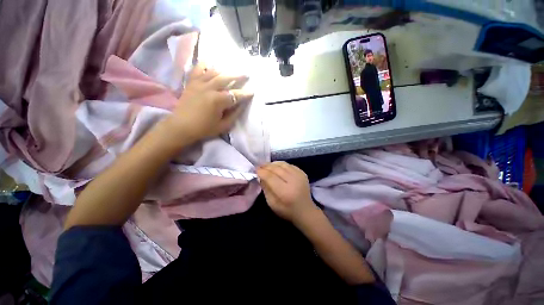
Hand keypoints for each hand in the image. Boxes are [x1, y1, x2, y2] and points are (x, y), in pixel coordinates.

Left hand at [162, 63, 253, 146]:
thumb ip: (234, 114)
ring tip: (232, 70)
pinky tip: (210, 63)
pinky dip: (204, 65)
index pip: (235, 95)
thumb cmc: (204, 129)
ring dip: (225, 70)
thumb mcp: (223, 126)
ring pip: (214, 72)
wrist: (181, 127)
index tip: (252, 92)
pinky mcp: (191, 83)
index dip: (245, 94)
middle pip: (226, 78)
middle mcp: (209, 88)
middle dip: (238, 76)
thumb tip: (242, 105)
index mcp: (218, 100)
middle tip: (246, 74)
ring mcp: (199, 84)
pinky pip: (198, 69)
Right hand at [257, 162, 318, 223]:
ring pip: (283, 164)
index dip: (262, 172)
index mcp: (284, 192)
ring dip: (273, 164)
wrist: (305, 210)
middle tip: (259, 165)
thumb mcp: (272, 204)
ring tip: (266, 165)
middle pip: (277, 169)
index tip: (256, 170)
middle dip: (266, 166)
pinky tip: (276, 167)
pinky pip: (289, 165)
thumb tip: (261, 176)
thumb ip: (266, 189)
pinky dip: (281, 164)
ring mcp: (299, 175)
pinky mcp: (302, 173)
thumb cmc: (286, 210)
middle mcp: (293, 181)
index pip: (270, 177)